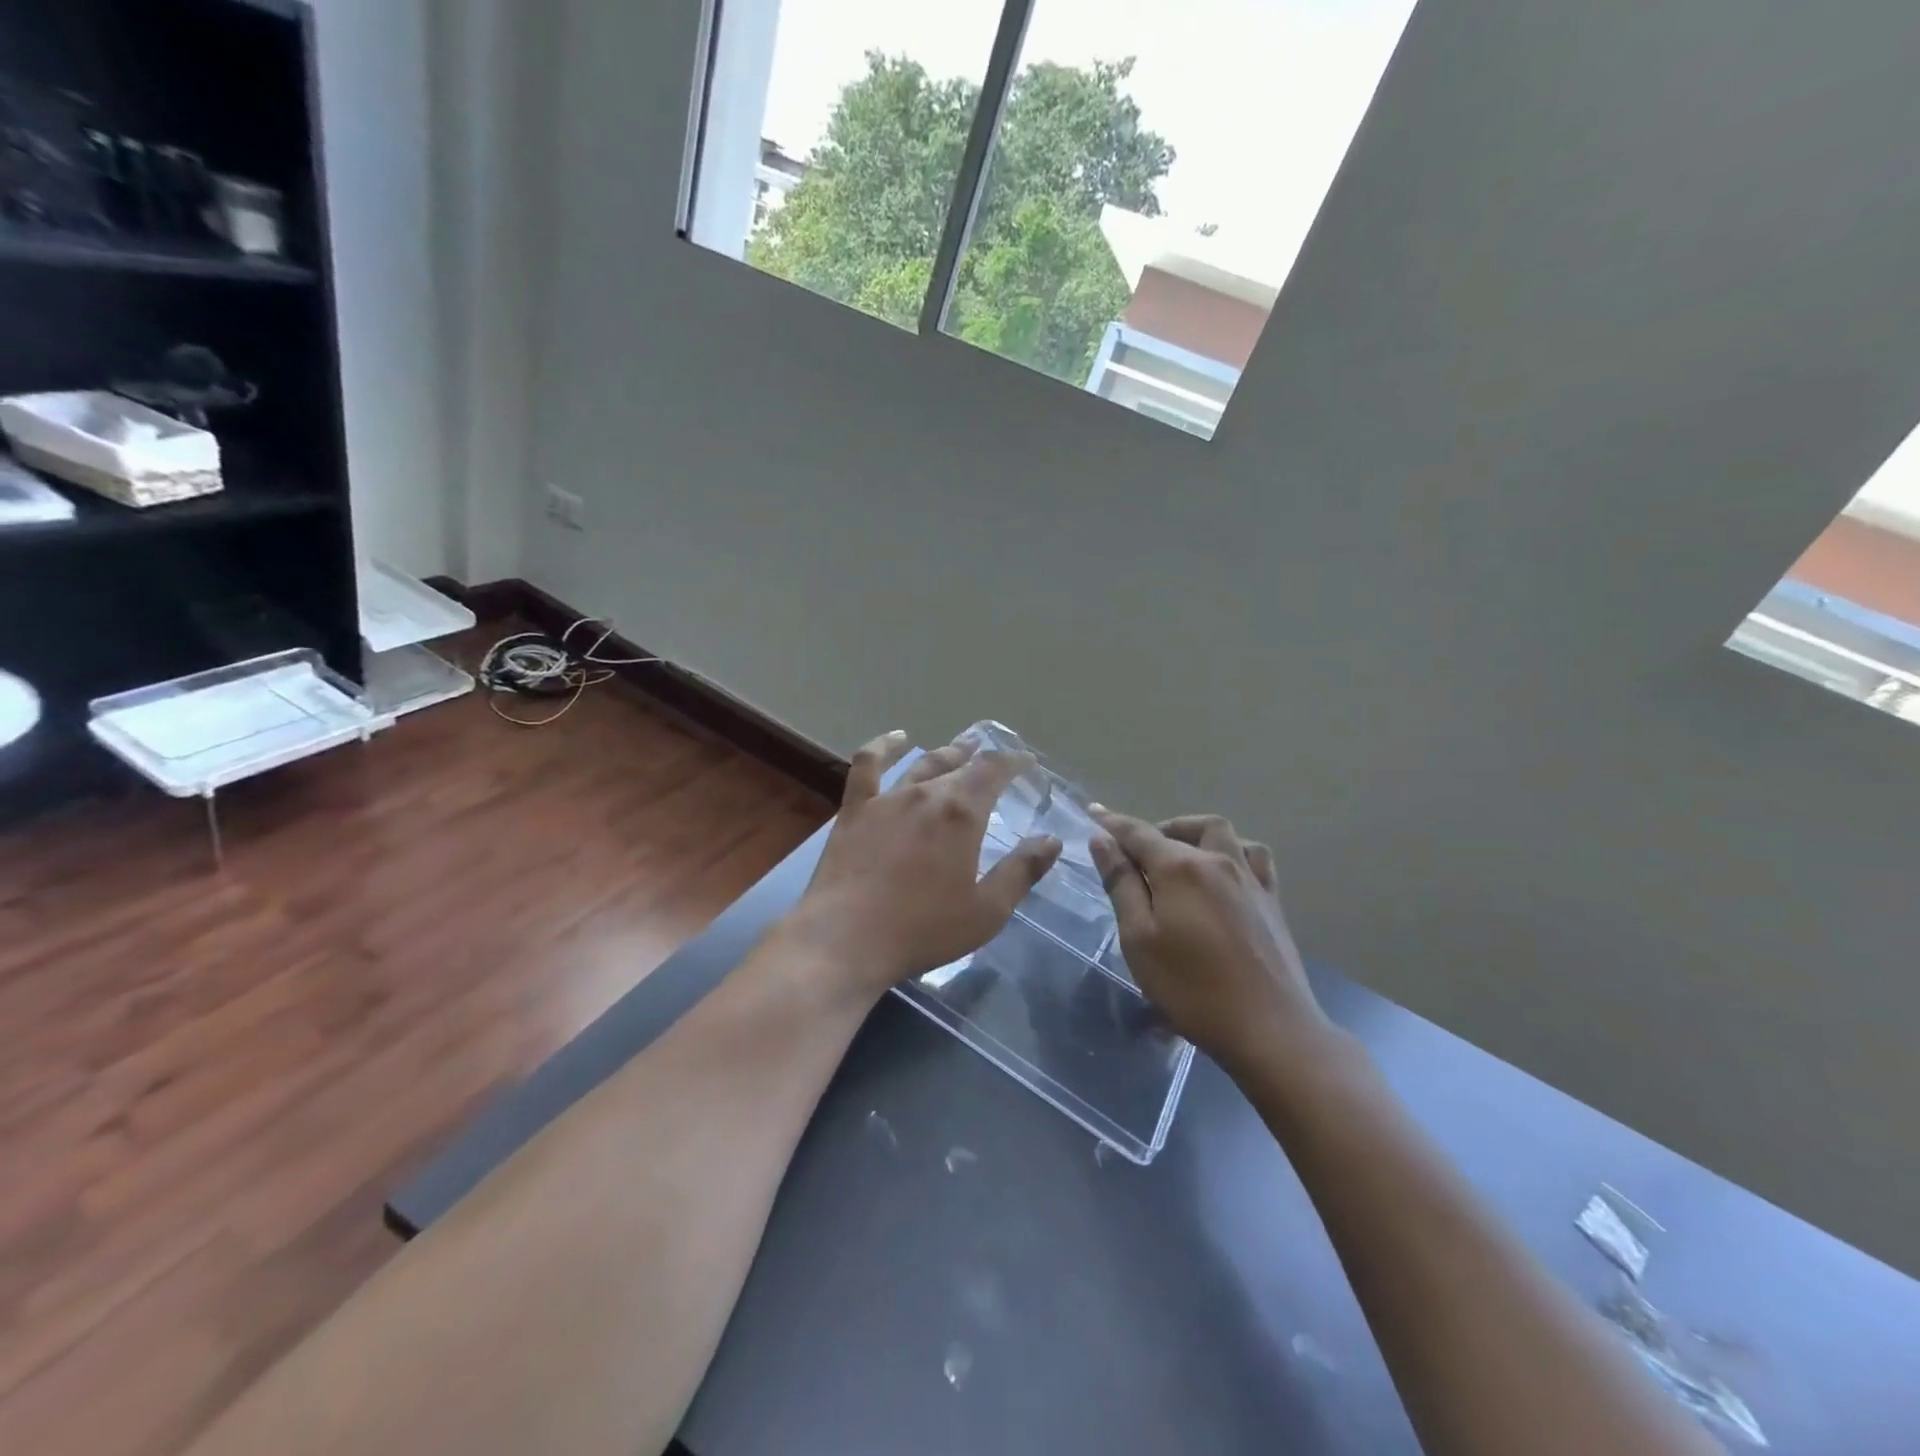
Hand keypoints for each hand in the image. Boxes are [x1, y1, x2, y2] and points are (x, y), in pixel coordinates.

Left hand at [782, 732, 1063, 1001]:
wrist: (846, 938)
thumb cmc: (923, 929)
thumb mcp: (987, 911)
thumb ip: (1021, 871)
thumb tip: (1051, 839)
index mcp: (962, 813)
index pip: (994, 770)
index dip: (1013, 762)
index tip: (1026, 762)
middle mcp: (926, 794)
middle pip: (960, 765)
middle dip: (982, 759)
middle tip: (996, 762)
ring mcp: (887, 798)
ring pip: (922, 763)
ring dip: (945, 753)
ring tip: (960, 749)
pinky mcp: (855, 809)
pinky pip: (868, 765)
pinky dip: (884, 746)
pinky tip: (896, 738)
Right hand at [1089, 810, 1333, 1077]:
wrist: (1268, 1028)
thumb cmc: (1191, 987)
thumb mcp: (1139, 938)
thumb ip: (1121, 884)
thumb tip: (1102, 839)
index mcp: (1179, 868)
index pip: (1137, 833)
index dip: (1112, 823)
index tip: (1093, 812)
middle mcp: (1217, 860)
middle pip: (1183, 828)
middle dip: (1154, 831)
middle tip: (1134, 856)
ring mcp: (1250, 879)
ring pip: (1222, 834)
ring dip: (1194, 834)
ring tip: (1179, 856)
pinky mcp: (1271, 901)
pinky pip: (1253, 857)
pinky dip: (1232, 851)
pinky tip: (1224, 872)